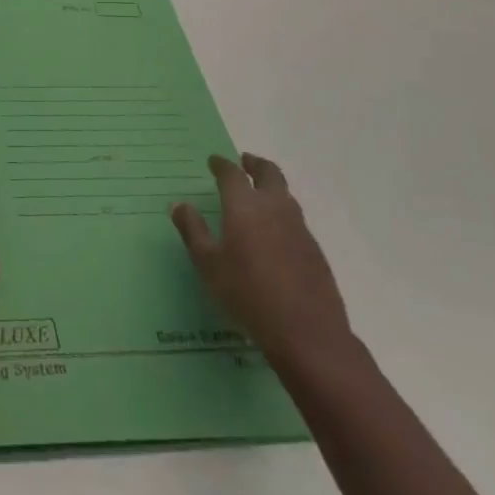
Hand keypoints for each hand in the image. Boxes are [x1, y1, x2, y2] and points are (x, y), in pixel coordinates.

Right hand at [171, 153, 351, 364]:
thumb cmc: (248, 294)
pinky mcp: (314, 250)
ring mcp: (299, 228)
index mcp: (245, 206)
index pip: (232, 173)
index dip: (221, 164)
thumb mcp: (209, 265)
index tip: (213, 161)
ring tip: (259, 195)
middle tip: (244, 162)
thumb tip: (179, 205)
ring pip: (286, 195)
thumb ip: (193, 231)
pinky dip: (282, 213)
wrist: (308, 333)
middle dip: (255, 164)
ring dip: (271, 186)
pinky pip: (296, 219)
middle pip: (269, 173)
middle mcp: (274, 208)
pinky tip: (275, 232)